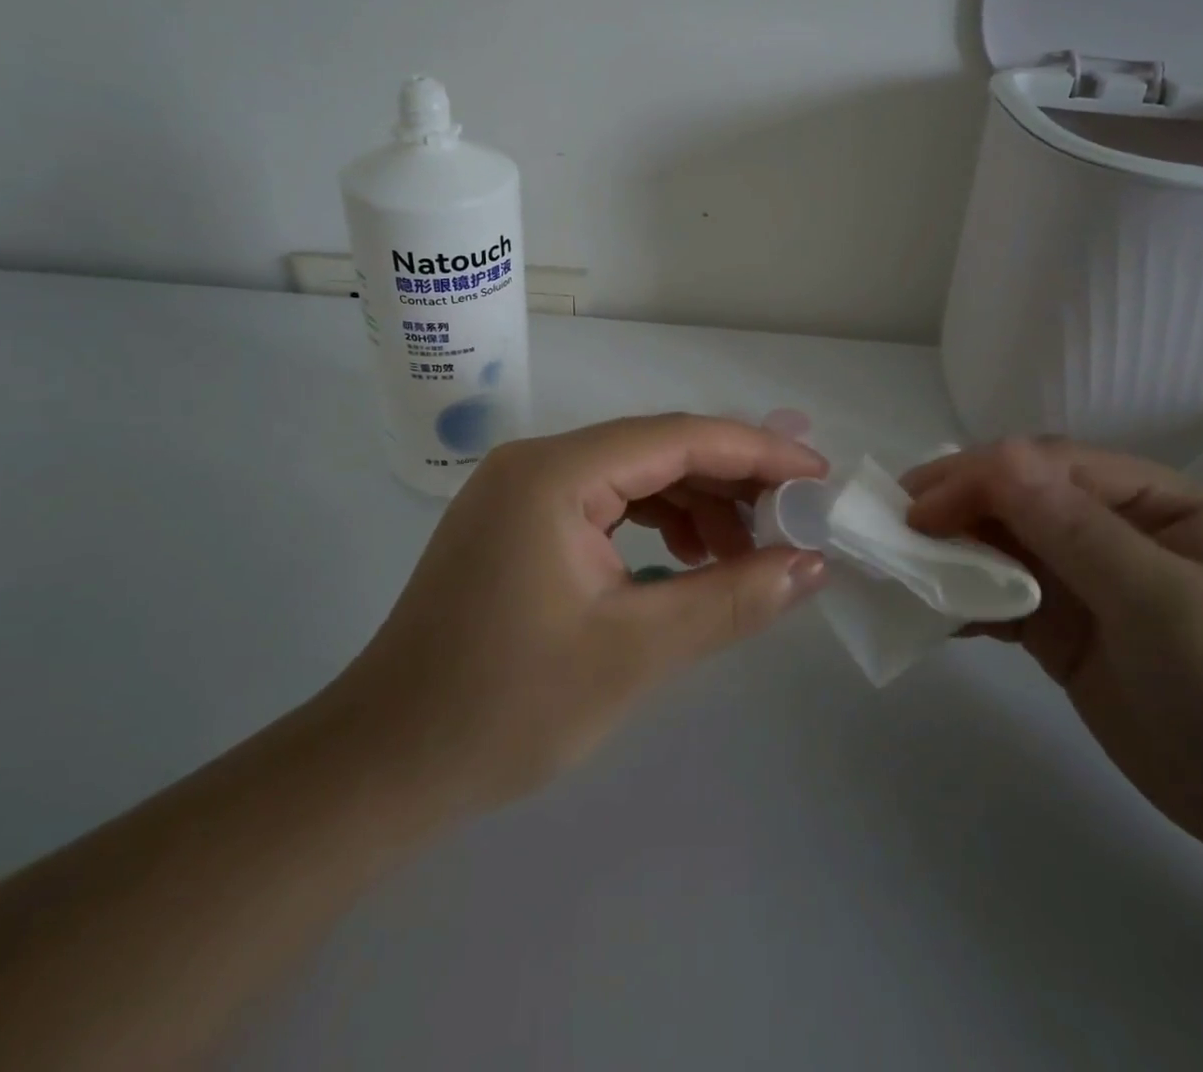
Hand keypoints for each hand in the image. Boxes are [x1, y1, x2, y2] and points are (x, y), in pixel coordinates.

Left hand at [326, 415, 828, 814]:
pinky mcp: (518, 523)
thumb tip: (812, 563)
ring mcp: (521, 491)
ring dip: (695, 507)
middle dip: (731, 481)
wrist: (384, 765)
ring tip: (744, 556)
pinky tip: (686, 564)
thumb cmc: (505, 708)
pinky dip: (655, 526)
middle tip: (793, 523)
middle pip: (657, 449)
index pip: (679, 437)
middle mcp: (537, 462)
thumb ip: (732, 599)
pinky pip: (605, 505)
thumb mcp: (635, 652)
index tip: (818, 476)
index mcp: (555, 473)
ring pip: (634, 477)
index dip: (758, 452)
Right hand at [902, 439, 1202, 869]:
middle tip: (890, 530)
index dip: (976, 478)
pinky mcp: (1061, 631)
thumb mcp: (1167, 605)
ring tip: (896, 567)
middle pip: (1012, 499)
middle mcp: (1106, 528)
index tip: (918, 510)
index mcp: (1144, 499)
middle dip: (951, 508)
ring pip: (997, 546)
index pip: (1043, 467)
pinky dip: (960, 602)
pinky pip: (998, 600)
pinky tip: (928, 613)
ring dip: (947, 553)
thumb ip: (1078, 531)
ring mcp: (1081, 582)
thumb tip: (999, 455)